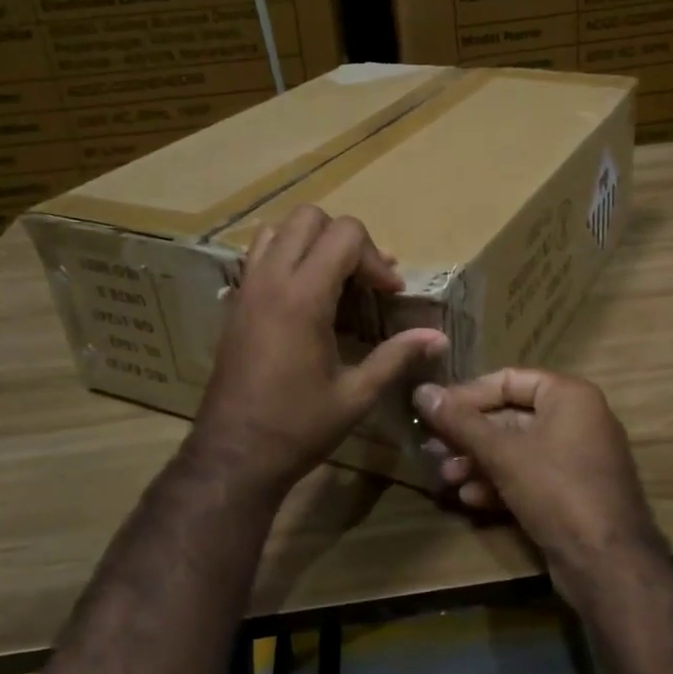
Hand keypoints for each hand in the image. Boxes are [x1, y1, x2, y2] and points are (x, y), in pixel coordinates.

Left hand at [189, 206, 448, 494]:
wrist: (233, 455)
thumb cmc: (298, 427)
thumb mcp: (356, 395)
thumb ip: (396, 356)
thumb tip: (439, 337)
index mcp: (303, 298)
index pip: (345, 235)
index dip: (376, 258)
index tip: (390, 293)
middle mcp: (271, 280)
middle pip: (310, 217)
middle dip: (346, 239)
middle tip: (364, 279)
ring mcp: (247, 288)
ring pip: (279, 229)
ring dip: (312, 242)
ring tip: (334, 277)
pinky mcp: (235, 303)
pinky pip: (260, 254)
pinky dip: (287, 256)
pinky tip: (305, 294)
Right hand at [411, 370, 664, 603]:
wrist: (608, 564)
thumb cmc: (556, 489)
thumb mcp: (503, 453)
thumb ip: (460, 422)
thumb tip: (421, 392)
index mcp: (569, 395)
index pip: (508, 379)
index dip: (467, 394)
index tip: (433, 411)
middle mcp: (577, 419)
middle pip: (510, 417)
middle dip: (469, 436)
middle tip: (432, 450)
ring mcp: (576, 458)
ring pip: (516, 450)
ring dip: (478, 462)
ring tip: (445, 478)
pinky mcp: (572, 493)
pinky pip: (529, 476)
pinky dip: (500, 483)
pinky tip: (470, 500)